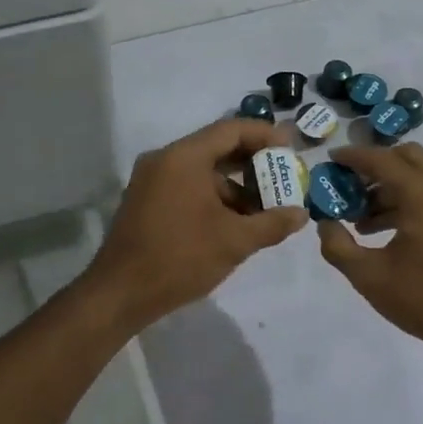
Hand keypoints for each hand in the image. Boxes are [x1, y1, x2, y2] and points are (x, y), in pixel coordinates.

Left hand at [86, 118, 308, 331]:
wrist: (120, 293)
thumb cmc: (180, 258)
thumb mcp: (234, 241)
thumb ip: (272, 223)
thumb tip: (302, 214)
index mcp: (184, 157)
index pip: (232, 130)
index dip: (265, 135)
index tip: (292, 148)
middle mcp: (165, 159)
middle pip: (217, 147)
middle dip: (253, 162)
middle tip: (285, 176)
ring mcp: (152, 180)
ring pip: (203, 170)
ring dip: (235, 185)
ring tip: (267, 207)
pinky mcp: (147, 200)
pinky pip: (187, 185)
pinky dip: (214, 196)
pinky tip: (236, 221)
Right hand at [314, 144, 422, 360]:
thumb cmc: (422, 297)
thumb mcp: (368, 275)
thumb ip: (337, 246)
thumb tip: (325, 223)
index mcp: (421, 194)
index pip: (381, 160)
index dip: (353, 157)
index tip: (330, 159)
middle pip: (406, 156)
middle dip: (375, 165)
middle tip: (350, 185)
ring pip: (419, 174)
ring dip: (389, 185)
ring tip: (360, 217)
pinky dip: (406, 198)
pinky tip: (384, 229)